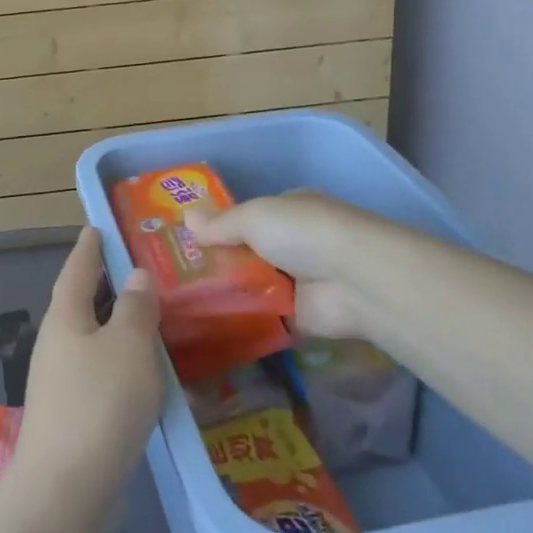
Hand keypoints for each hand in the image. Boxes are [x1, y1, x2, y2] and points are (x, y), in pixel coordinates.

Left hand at [15, 228, 164, 505]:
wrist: (65, 491)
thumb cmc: (99, 404)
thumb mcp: (129, 347)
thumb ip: (136, 309)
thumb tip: (136, 277)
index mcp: (65, 317)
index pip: (78, 269)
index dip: (90, 247)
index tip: (98, 227)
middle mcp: (56, 343)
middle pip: (81, 303)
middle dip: (106, 286)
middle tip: (138, 271)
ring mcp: (59, 382)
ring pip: (91, 340)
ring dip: (115, 326)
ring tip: (148, 318)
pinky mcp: (70, 415)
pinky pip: (98, 372)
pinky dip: (119, 362)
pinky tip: (141, 373)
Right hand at [186, 191, 373, 338]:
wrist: (354, 280)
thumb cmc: (302, 233)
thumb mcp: (253, 217)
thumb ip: (220, 223)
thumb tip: (186, 217)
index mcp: (289, 209)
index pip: (249, 217)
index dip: (221, 227)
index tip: (188, 241)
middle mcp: (296, 242)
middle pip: (250, 251)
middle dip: (221, 261)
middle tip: (178, 274)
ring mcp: (300, 280)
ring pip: (255, 284)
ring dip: (230, 291)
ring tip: (184, 301)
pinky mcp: (302, 315)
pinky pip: (265, 316)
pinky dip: (245, 318)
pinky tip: (210, 322)